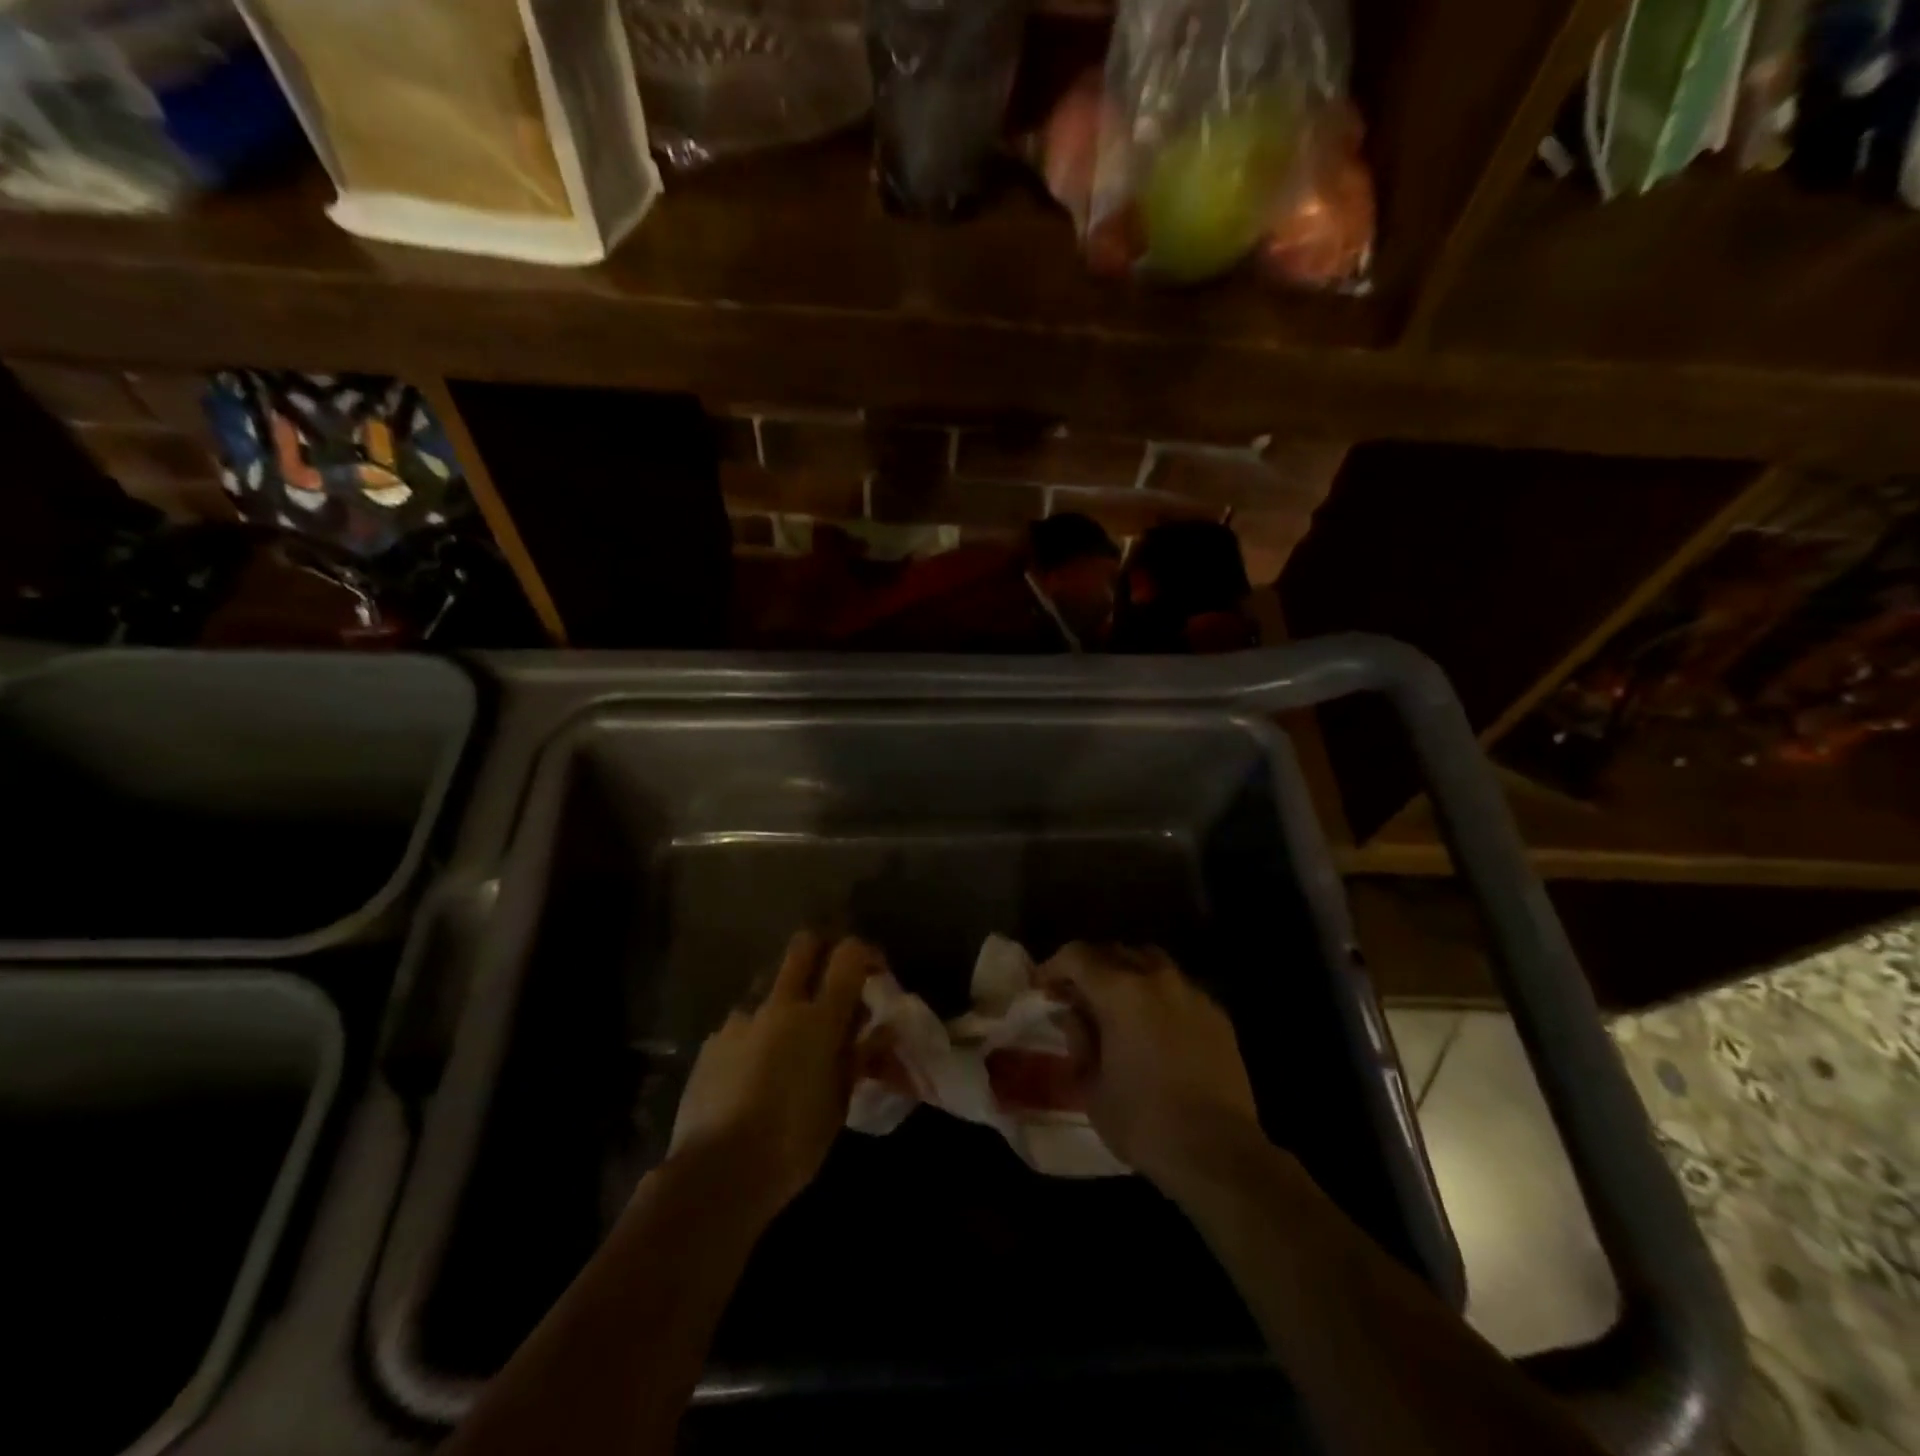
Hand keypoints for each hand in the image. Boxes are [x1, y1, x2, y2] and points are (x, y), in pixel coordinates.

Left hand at [668, 932, 881, 1217]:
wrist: (716, 1173)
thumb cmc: (793, 1141)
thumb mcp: (839, 1103)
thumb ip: (859, 1057)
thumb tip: (881, 1031)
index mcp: (819, 1018)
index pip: (849, 954)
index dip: (865, 954)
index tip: (874, 975)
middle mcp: (780, 1004)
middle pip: (804, 945)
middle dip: (822, 952)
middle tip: (832, 984)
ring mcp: (741, 1019)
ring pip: (770, 983)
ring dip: (786, 997)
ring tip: (790, 1040)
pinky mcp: (713, 1041)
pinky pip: (743, 1021)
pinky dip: (756, 1033)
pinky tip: (754, 1070)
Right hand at [1042, 942, 1260, 1186]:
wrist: (1219, 1153)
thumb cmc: (1144, 1122)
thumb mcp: (1092, 1085)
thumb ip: (1079, 1040)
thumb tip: (1071, 1015)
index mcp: (1121, 991)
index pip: (1077, 956)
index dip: (1053, 967)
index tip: (1041, 987)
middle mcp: (1157, 979)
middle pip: (1114, 951)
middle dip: (1089, 968)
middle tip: (1075, 996)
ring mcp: (1192, 993)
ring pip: (1150, 961)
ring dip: (1126, 973)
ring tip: (1115, 1004)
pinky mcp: (1217, 1014)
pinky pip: (1178, 987)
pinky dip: (1158, 994)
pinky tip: (1153, 1025)